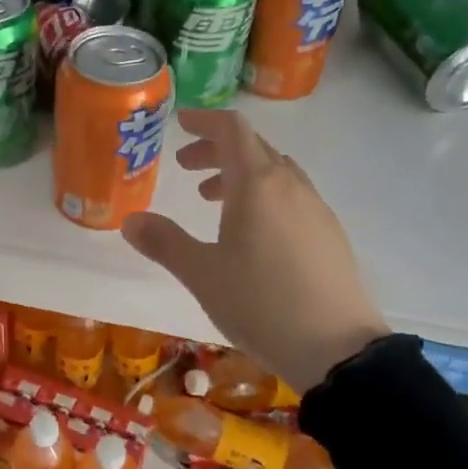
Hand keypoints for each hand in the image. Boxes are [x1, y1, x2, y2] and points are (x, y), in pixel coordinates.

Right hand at [122, 109, 388, 394]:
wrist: (335, 347)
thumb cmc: (260, 302)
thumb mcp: (201, 274)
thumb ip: (165, 243)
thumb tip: (131, 221)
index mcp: (258, 184)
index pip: (232, 130)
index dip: (204, 121)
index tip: (180, 124)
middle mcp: (291, 186)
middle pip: (254, 148)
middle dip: (217, 151)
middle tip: (186, 168)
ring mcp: (316, 209)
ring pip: (276, 173)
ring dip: (241, 175)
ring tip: (214, 202)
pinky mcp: (330, 235)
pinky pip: (292, 197)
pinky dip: (265, 197)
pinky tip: (254, 234)